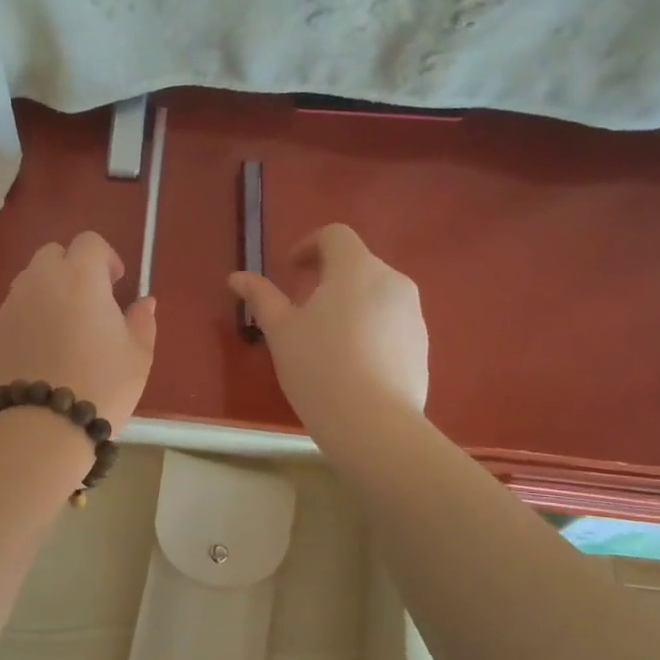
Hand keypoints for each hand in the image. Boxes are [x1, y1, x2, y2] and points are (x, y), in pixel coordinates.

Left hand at [0, 232, 156, 431]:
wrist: (43, 424)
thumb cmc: (101, 384)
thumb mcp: (138, 355)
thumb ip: (142, 321)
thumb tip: (143, 303)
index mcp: (81, 276)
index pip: (89, 242)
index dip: (105, 258)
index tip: (115, 283)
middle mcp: (41, 280)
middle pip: (53, 254)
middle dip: (72, 268)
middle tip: (89, 302)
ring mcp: (12, 305)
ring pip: (30, 281)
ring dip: (48, 292)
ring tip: (63, 328)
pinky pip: (15, 311)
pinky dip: (29, 318)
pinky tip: (41, 352)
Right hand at [228, 223, 428, 431]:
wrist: (374, 424)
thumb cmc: (319, 367)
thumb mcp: (281, 332)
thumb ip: (261, 298)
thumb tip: (236, 277)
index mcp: (356, 269)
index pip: (335, 236)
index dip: (308, 245)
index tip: (290, 270)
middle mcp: (392, 281)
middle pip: (357, 264)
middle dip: (327, 277)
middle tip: (300, 308)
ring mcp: (413, 314)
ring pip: (376, 294)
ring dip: (349, 302)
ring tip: (324, 339)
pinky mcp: (422, 344)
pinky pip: (390, 322)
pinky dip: (368, 328)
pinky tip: (350, 363)